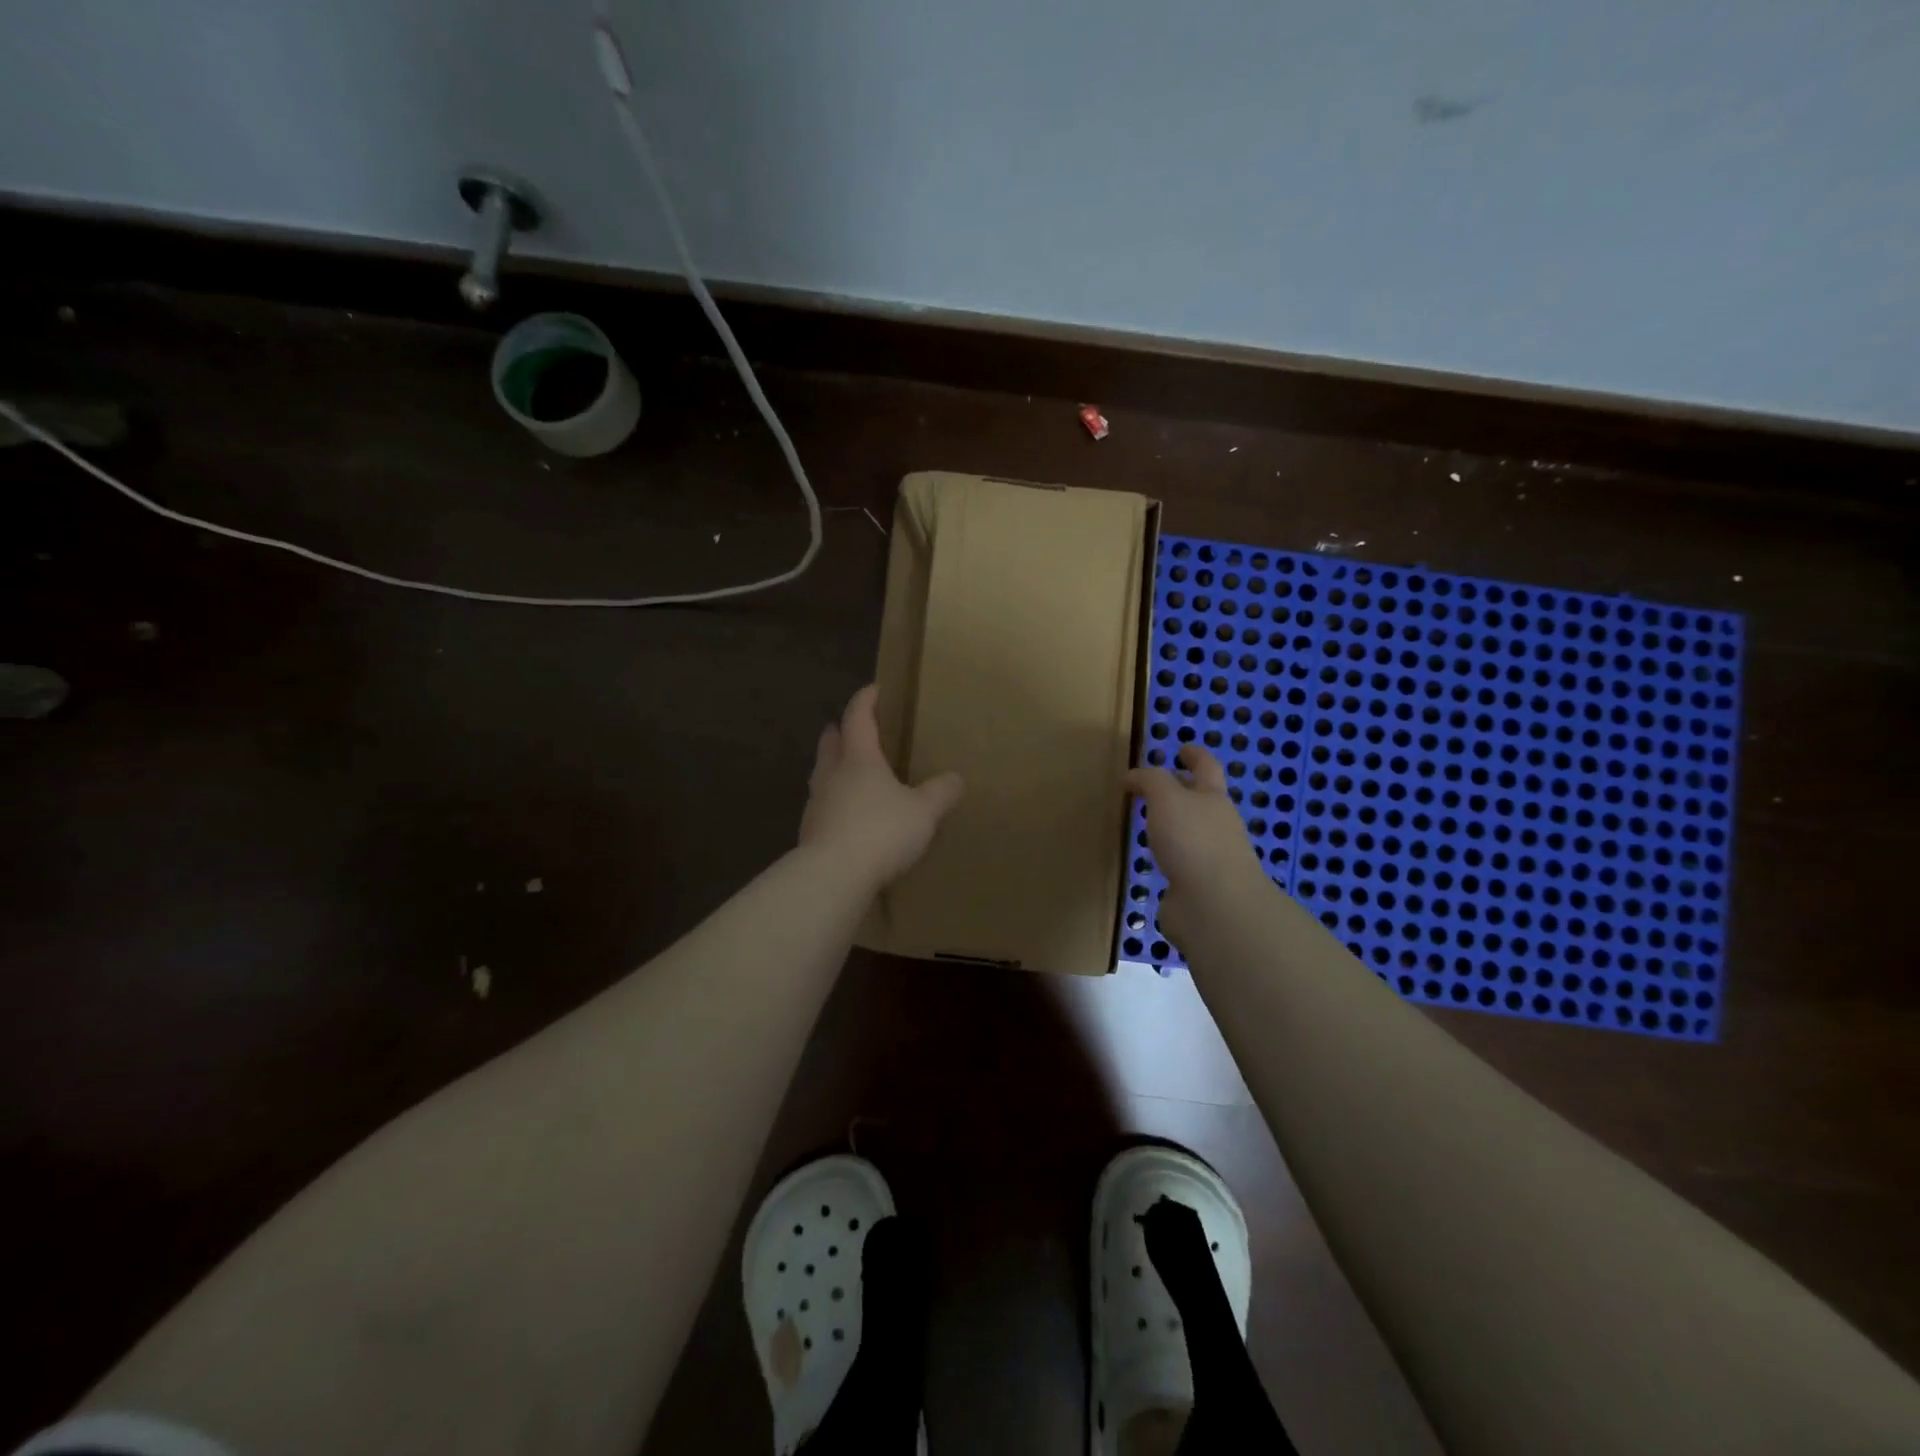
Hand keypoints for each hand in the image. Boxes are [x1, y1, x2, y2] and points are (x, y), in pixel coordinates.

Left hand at [800, 685, 964, 889]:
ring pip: (822, 775)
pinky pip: (823, 807)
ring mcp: (816, 804)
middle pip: (831, 744)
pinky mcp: (810, 833)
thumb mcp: (923, 812)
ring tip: (849, 773)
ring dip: (833, 768)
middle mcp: (832, 775)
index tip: (874, 689)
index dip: (865, 700)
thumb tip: (956, 778)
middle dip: (840, 733)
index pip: (858, 717)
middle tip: (850, 729)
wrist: (833, 876)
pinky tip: (848, 816)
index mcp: (859, 759)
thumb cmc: (881, 831)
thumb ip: (940, 793)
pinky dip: (834, 802)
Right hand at [1123, 745, 1265, 944]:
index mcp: (1213, 799)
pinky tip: (1151, 860)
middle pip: (1201, 801)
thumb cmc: (1193, 840)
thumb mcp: (1167, 798)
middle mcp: (1216, 826)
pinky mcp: (1196, 888)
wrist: (1215, 906)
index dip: (1195, 755)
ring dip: (1173, 827)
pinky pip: (1180, 864)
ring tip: (1147, 823)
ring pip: (1190, 834)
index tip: (1183, 747)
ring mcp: (1209, 859)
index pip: (1207, 768)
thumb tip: (1133, 777)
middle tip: (1154, 786)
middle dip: (1183, 792)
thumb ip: (1150, 781)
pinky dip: (1168, 858)